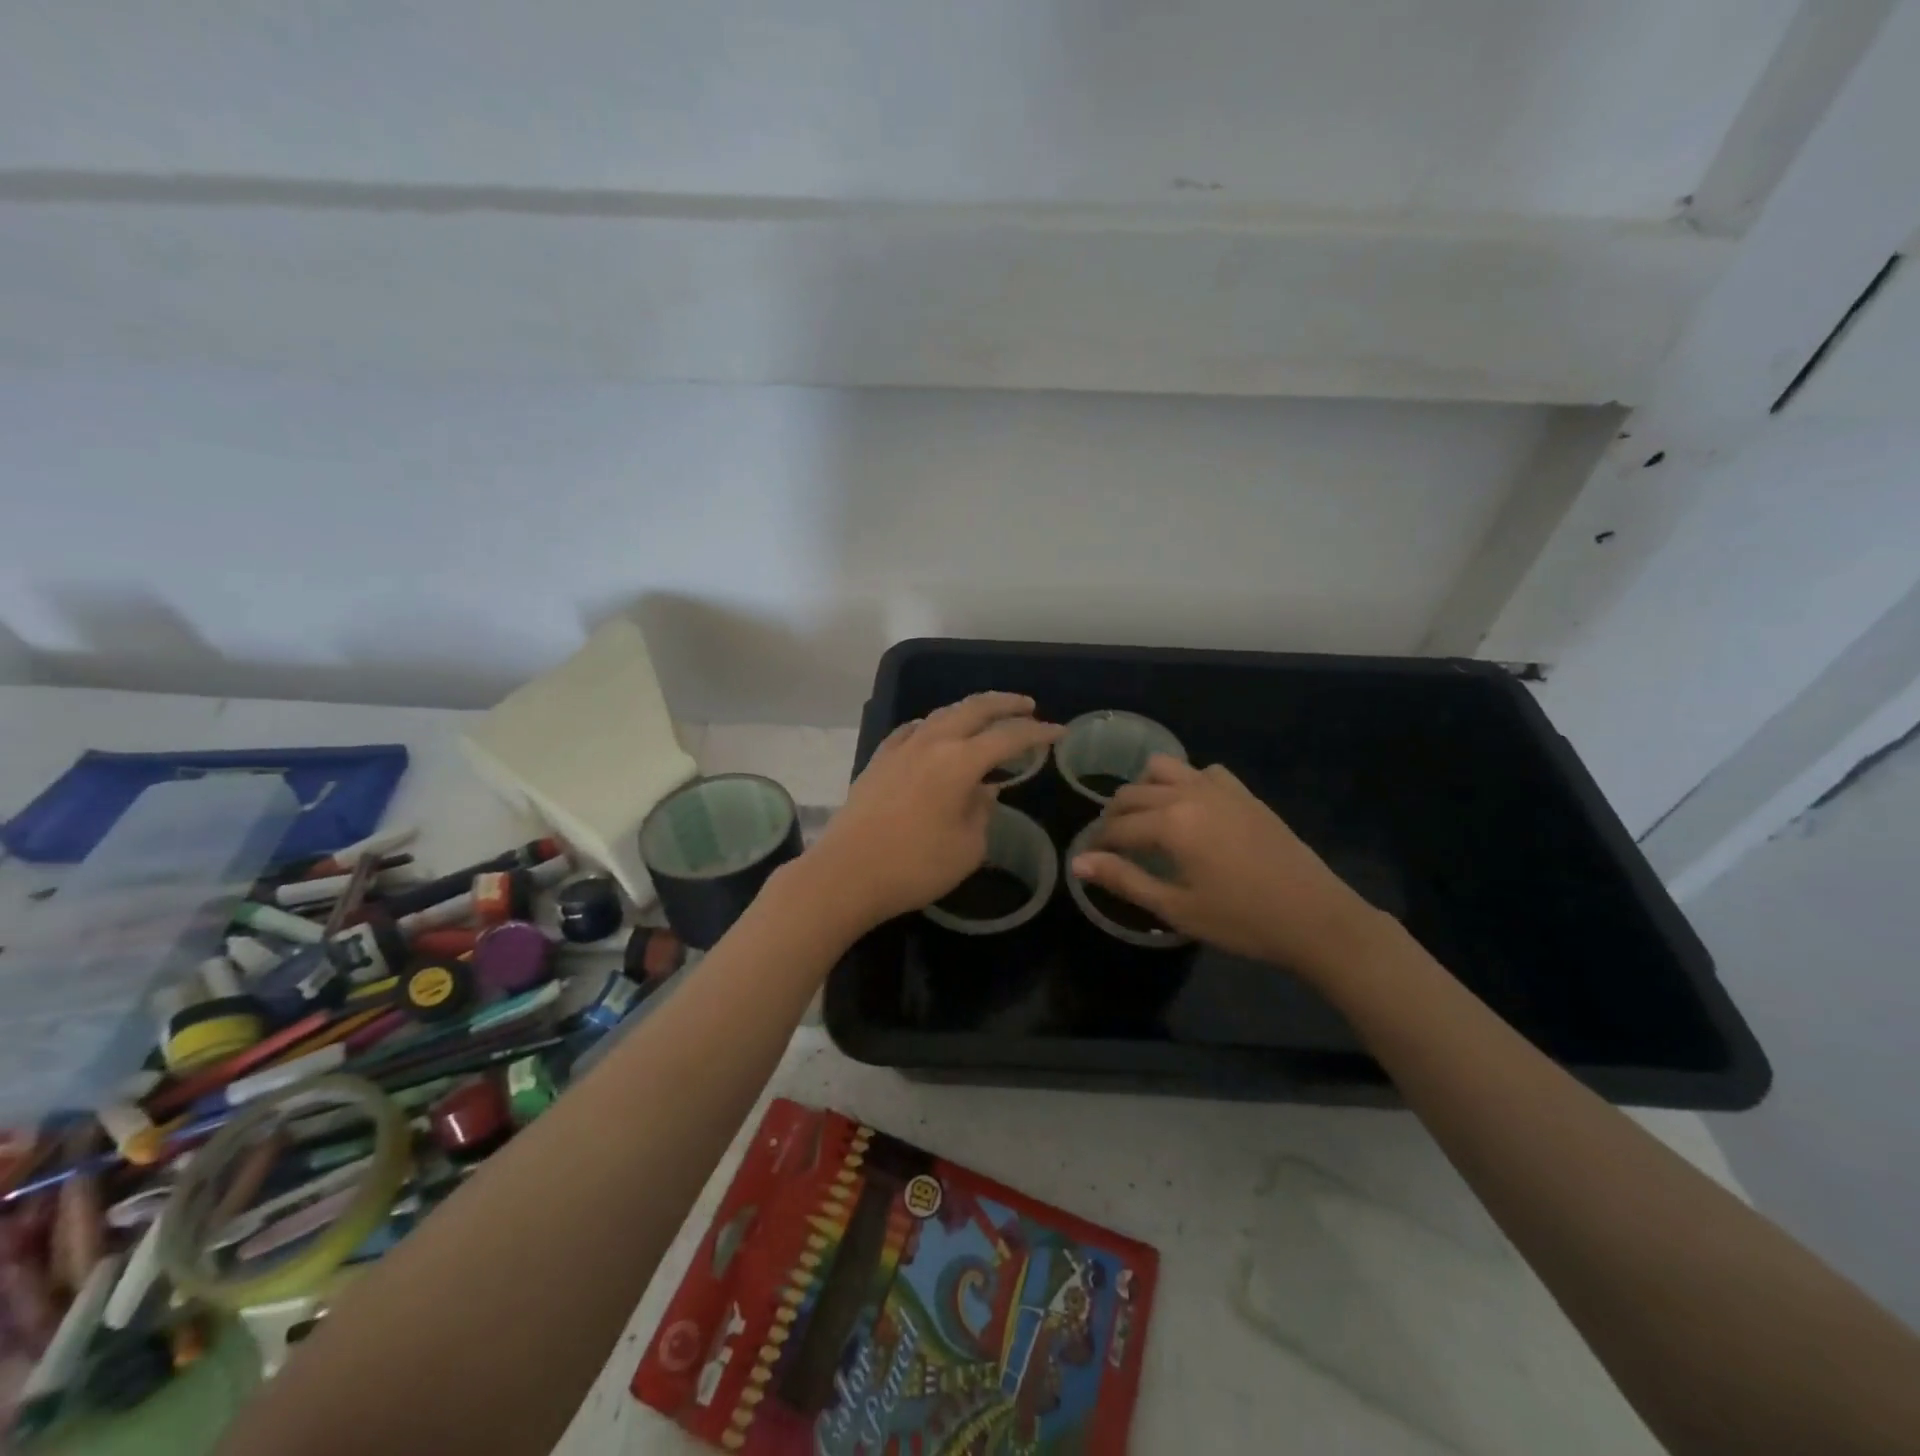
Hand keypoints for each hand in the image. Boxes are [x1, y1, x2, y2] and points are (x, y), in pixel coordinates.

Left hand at [806, 693, 1062, 931]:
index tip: (1059, 732)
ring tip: (986, 716)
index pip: (1008, 737)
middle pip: (974, 709)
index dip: (1038, 733)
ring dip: (969, 710)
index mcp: (960, 762)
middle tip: (1028, 706)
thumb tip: (985, 791)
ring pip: (941, 714)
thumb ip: (982, 812)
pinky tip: (933, 731)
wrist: (846, 873)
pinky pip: (911, 729)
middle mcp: (931, 743)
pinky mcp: (878, 760)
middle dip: (1005, 704)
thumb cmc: (914, 866)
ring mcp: (900, 748)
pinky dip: (932, 724)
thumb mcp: (967, 848)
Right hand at [1069, 756, 1387, 980]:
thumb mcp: (1176, 908)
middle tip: (1112, 846)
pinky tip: (1191, 809)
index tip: (1090, 860)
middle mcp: (1189, 794)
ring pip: (1164, 769)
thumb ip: (1124, 880)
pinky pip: (1203, 772)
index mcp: (1171, 823)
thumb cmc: (1241, 920)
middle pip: (1134, 793)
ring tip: (1146, 820)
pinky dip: (1186, 783)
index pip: (1118, 827)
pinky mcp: (1244, 794)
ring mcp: (1220, 789)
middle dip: (1115, 817)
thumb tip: (1078, 863)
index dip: (1098, 844)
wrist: (1316, 918)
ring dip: (1145, 789)